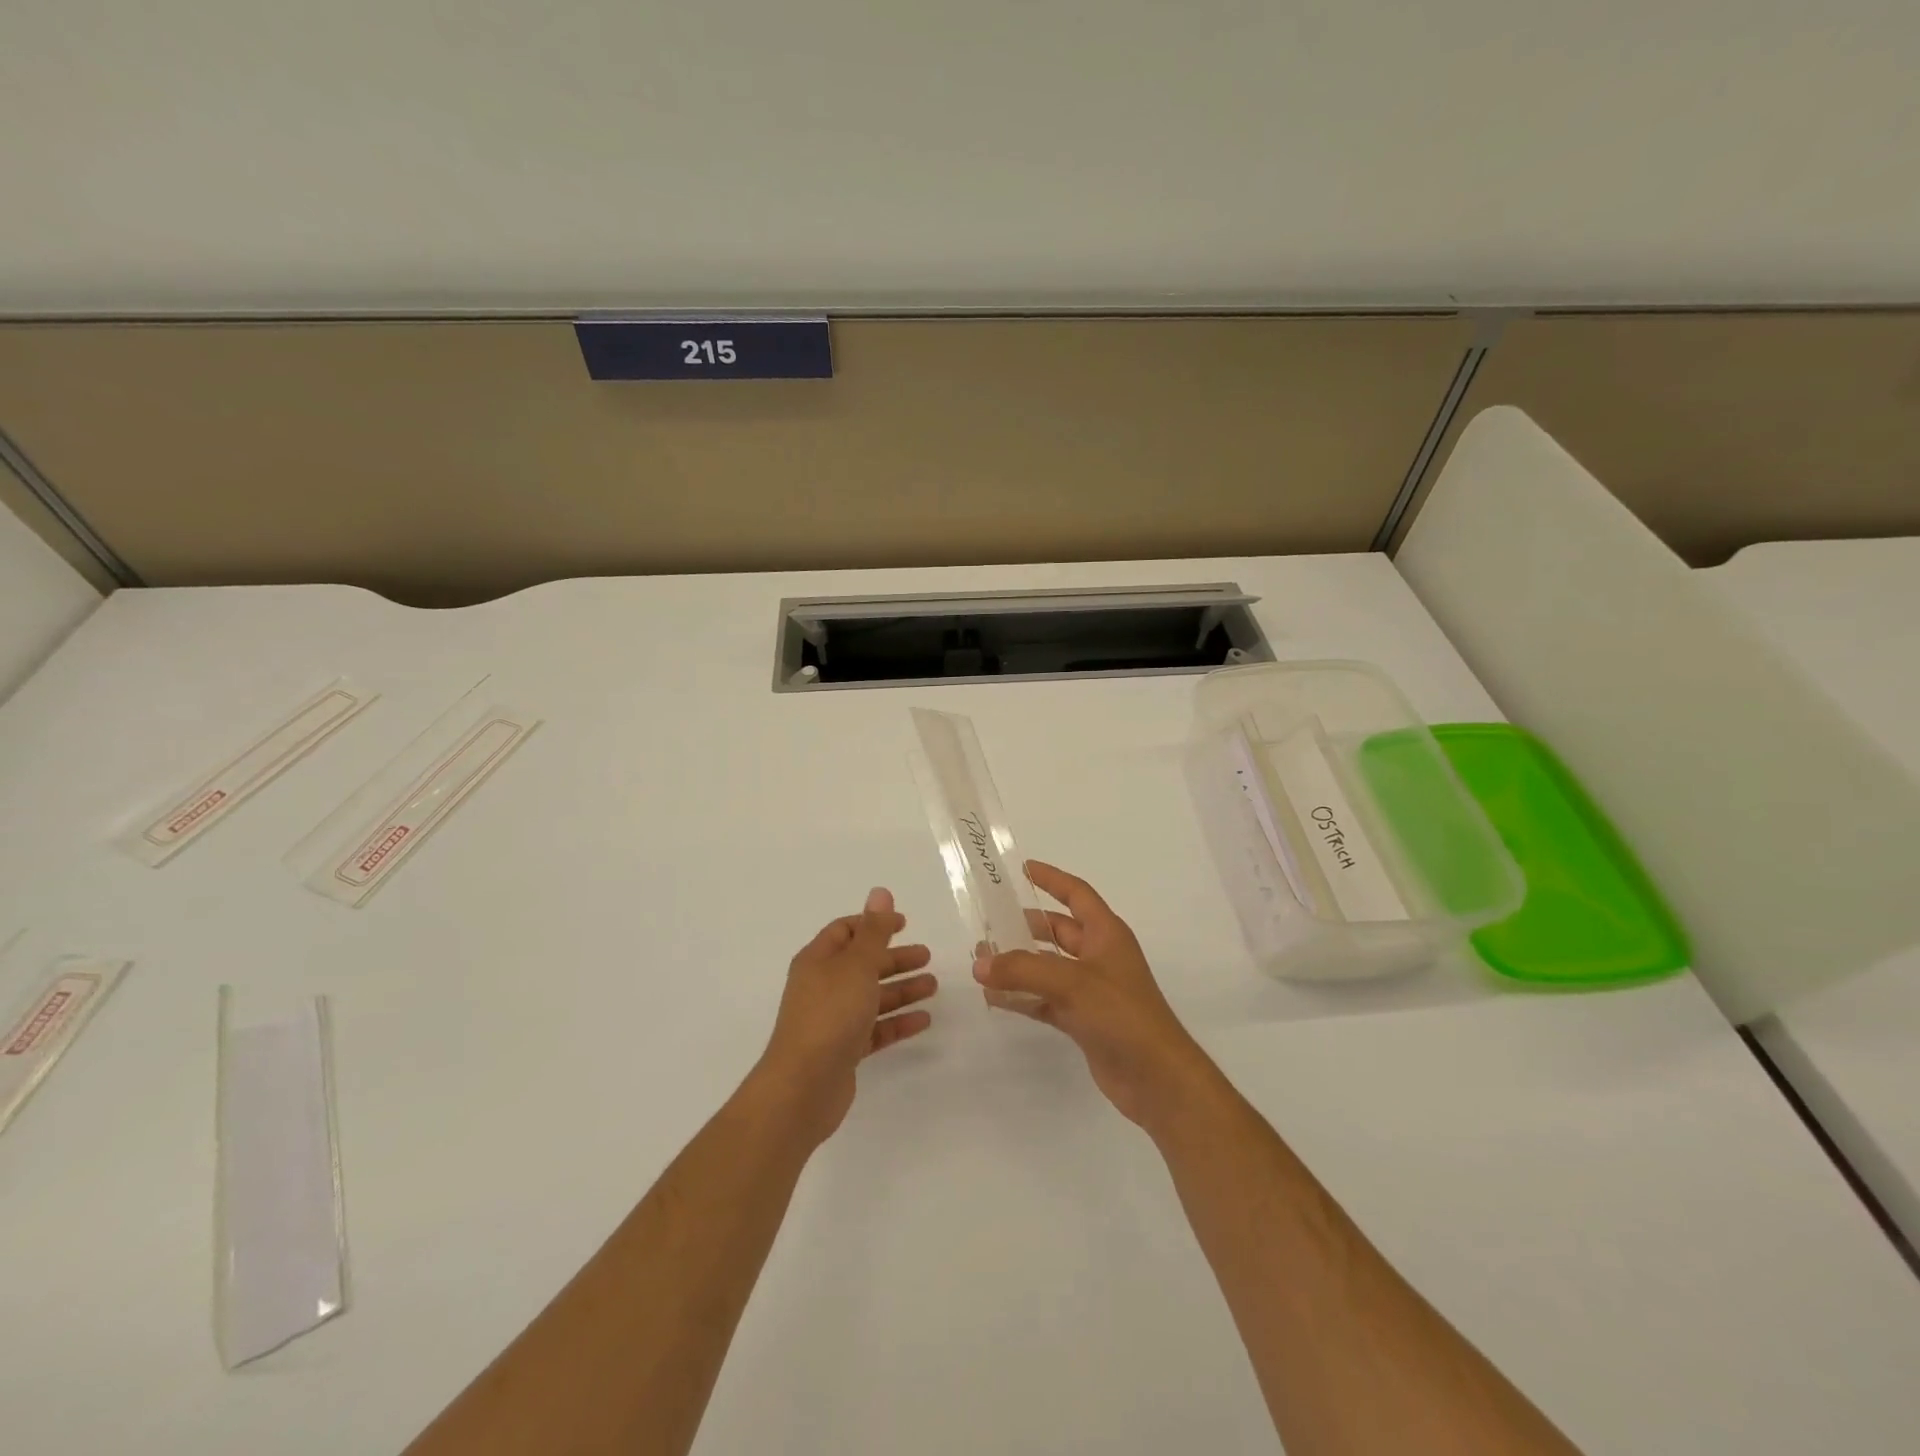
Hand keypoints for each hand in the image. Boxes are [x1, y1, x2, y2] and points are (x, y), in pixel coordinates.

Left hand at [756, 887, 935, 1146]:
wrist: (803, 1087)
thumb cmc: (830, 1014)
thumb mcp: (857, 965)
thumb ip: (874, 931)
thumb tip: (880, 892)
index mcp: (819, 960)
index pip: (846, 931)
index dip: (874, 924)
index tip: (905, 924)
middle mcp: (823, 986)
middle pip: (862, 964)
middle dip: (894, 958)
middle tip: (927, 957)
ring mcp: (832, 1020)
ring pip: (871, 996)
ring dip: (901, 989)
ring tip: (933, 987)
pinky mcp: (843, 1050)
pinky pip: (875, 1029)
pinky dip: (897, 1022)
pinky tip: (923, 1020)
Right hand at [973, 861, 1216, 1132]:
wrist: (1157, 1078)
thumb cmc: (1122, 1014)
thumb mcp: (1071, 983)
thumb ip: (1022, 971)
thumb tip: (980, 964)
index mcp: (1106, 934)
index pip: (1076, 895)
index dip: (1052, 879)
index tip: (1023, 868)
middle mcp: (1099, 956)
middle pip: (1057, 931)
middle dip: (1024, 927)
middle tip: (988, 924)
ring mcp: (1091, 990)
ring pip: (1047, 968)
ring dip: (1018, 964)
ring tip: (981, 962)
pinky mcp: (1083, 1020)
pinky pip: (1045, 1000)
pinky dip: (1022, 997)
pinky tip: (995, 998)